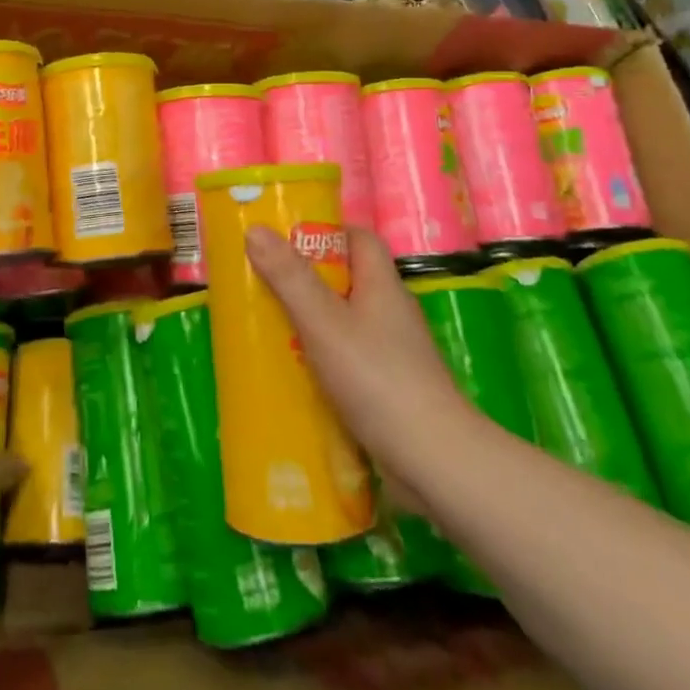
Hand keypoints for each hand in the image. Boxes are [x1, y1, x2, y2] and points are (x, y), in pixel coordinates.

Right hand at [245, 225, 475, 489]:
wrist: (433, 459)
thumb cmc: (377, 378)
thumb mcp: (323, 322)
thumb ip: (289, 277)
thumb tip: (256, 229)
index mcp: (382, 284)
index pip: (359, 238)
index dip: (325, 231)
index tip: (286, 238)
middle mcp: (391, 311)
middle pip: (348, 278)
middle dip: (306, 278)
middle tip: (264, 283)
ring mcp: (394, 351)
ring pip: (346, 320)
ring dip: (311, 321)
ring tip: (269, 326)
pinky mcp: (390, 386)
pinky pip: (349, 357)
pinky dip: (323, 358)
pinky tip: (296, 372)